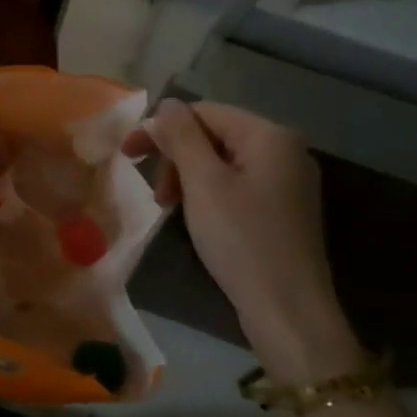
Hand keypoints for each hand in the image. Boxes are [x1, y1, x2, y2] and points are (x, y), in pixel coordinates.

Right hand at [124, 99, 362, 382]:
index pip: (204, 112)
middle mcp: (285, 150)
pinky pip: (236, 185)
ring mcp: (288, 181)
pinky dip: (208, 194)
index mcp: (270, 135)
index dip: (162, 128)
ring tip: (169, 208)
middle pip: (214, 135)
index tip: (128, 155)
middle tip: (156, 194)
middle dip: (176, 157)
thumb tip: (167, 105)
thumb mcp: (203, 183)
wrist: (288, 312)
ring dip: (188, 177)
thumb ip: (182, 136)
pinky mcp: (283, 209)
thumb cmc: (242, 240)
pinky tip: (195, 217)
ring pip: (222, 162)